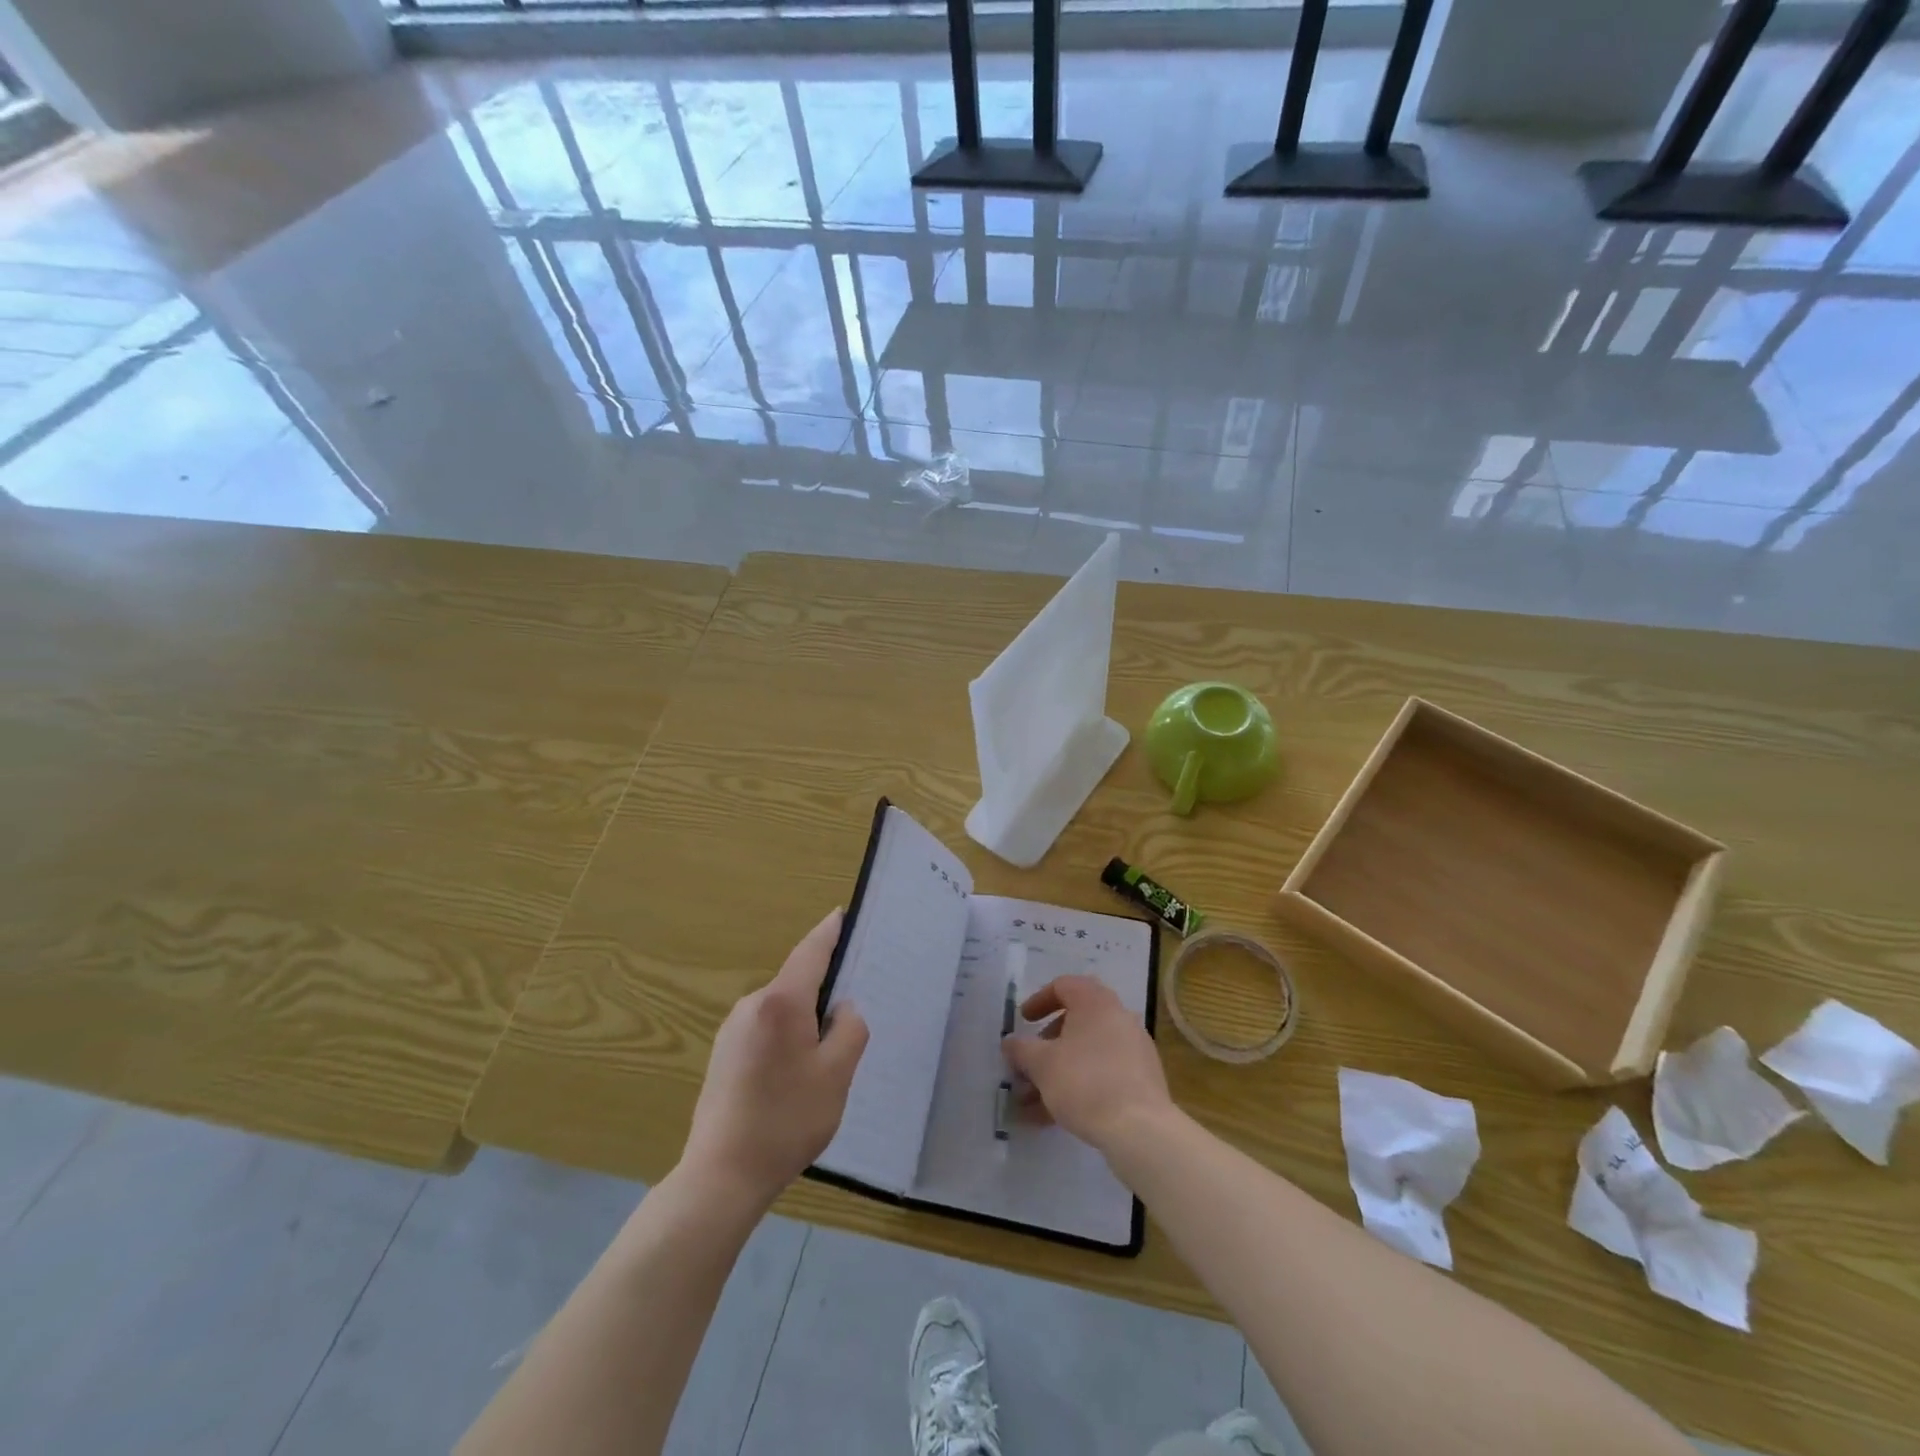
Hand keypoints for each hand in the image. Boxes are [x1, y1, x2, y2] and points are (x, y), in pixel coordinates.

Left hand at [681, 908, 868, 1209]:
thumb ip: (849, 1029)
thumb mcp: (837, 1074)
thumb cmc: (786, 1119)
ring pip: (782, 1009)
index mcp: (781, 1002)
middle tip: (853, 1012)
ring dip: (806, 1020)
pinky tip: (796, 1075)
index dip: (829, 931)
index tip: (842, 913)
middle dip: (825, 989)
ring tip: (827, 1056)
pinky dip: (787, 1037)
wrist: (721, 1176)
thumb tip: (840, 1009)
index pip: (811, 951)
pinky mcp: (723, 1055)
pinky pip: (766, 1029)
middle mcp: (752, 1005)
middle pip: (797, 982)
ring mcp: (732, 1030)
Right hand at [1002, 975, 1172, 1154]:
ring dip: (1059, 1070)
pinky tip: (1057, 1115)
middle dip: (1046, 1044)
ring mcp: (1134, 1048)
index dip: (1038, 1001)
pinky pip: (1103, 1072)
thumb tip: (1010, 1042)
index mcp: (1095, 1002)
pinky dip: (1080, 1085)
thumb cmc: (1084, 1083)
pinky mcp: (1142, 1079)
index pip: (1064, 986)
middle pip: (1075, 1021)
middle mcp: (1119, 1017)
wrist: (1140, 1130)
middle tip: (1029, 1065)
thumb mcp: (1042, 1064)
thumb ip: (1021, 1049)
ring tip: (1033, 1102)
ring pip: (1087, 1052)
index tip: (1023, 1022)